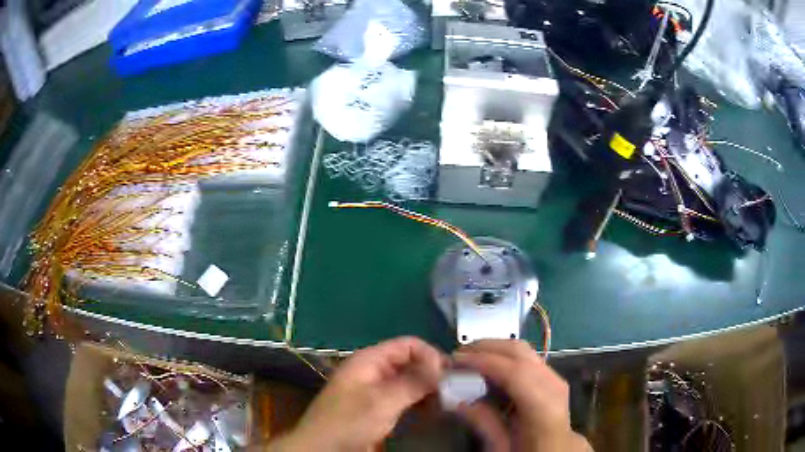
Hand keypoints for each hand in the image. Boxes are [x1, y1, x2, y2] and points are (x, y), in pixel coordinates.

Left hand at [270, 336, 443, 451]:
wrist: (323, 447)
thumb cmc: (349, 421)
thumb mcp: (382, 401)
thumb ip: (413, 382)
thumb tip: (443, 367)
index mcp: (370, 360)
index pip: (409, 344)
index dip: (430, 355)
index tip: (448, 376)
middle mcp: (375, 370)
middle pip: (411, 362)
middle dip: (432, 373)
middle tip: (453, 391)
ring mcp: (376, 389)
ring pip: (409, 380)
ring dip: (428, 389)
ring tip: (446, 402)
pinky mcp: (378, 406)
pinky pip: (404, 396)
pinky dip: (419, 401)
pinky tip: (432, 411)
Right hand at [453, 340, 591, 451]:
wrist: (558, 451)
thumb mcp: (502, 448)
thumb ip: (483, 423)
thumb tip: (457, 400)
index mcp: (544, 408)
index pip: (515, 373)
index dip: (484, 361)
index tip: (456, 359)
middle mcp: (554, 386)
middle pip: (521, 352)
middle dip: (487, 347)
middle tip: (458, 355)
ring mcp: (556, 378)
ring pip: (524, 350)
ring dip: (495, 349)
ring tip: (469, 358)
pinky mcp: (552, 376)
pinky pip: (526, 358)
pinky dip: (505, 356)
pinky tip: (489, 366)